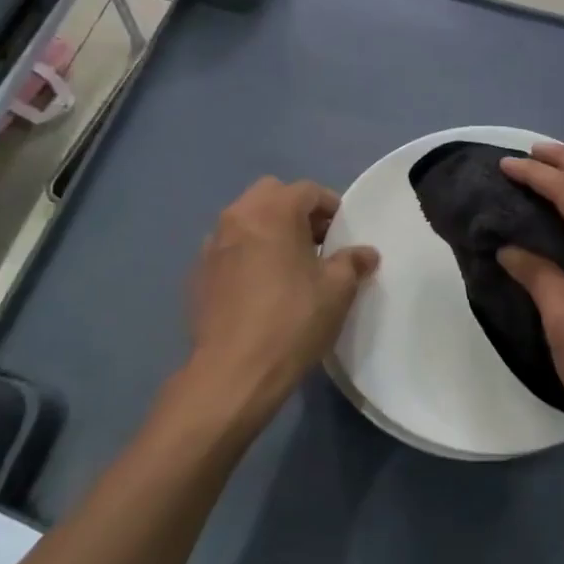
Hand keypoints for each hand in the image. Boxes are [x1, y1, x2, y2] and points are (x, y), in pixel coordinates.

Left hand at [176, 177, 378, 435]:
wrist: (233, 372)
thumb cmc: (293, 321)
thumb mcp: (337, 290)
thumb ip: (353, 262)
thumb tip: (365, 253)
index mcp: (273, 211)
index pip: (307, 190)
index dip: (331, 207)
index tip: (343, 233)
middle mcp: (237, 217)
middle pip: (271, 195)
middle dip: (296, 210)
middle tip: (316, 242)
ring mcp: (212, 245)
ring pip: (245, 220)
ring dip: (269, 230)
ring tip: (289, 265)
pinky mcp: (197, 274)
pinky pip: (229, 248)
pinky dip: (247, 253)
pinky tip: (261, 287)